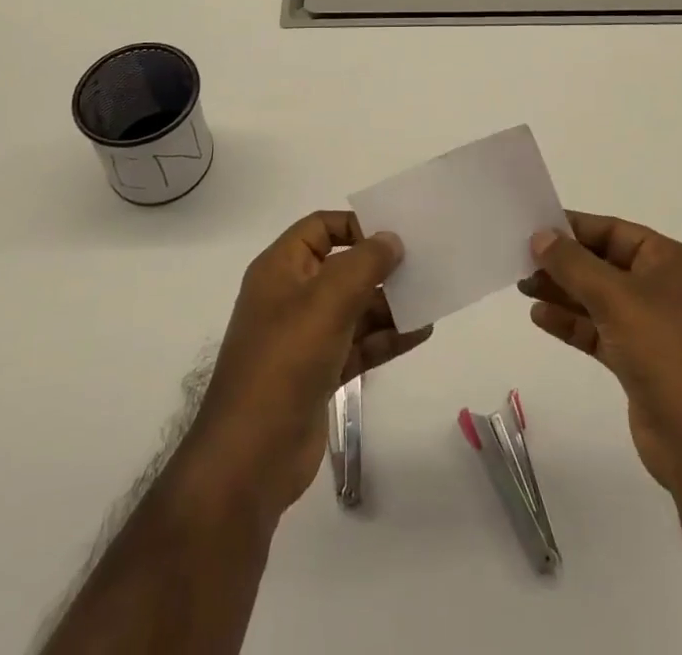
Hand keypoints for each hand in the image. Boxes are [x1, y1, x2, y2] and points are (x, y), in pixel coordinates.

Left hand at [184, 212, 432, 521]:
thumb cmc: (285, 360)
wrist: (251, 457)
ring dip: (389, 303)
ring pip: (354, 307)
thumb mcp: (327, 300)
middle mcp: (291, 296)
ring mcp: (305, 337)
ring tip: (430, 297)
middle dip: (380, 266)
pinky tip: (420, 332)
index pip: (320, 227)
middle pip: (342, 267)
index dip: (355, 224)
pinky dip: (386, 337)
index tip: (394, 234)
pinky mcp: (320, 373)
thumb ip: (364, 263)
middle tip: (424, 263)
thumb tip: (391, 239)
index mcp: (281, 268)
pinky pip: (359, 343)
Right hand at [519, 211, 681, 495]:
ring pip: (600, 299)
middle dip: (564, 263)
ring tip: (523, 287)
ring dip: (563, 292)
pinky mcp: (640, 363)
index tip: (534, 228)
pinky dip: (572, 323)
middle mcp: (665, 289)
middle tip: (521, 260)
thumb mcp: (615, 297)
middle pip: (605, 264)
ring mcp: (654, 328)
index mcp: (671, 262)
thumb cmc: (665, 351)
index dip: (575, 229)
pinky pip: (600, 331)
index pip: (615, 231)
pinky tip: (540, 317)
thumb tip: (540, 236)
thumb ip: (573, 264)